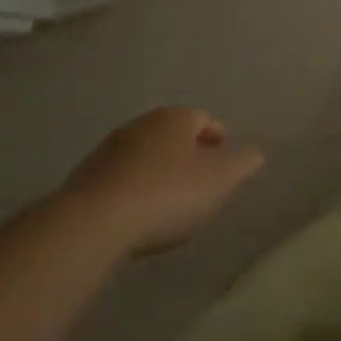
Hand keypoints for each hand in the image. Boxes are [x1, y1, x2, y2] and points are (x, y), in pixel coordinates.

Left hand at [64, 108, 264, 257]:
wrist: (93, 223)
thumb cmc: (166, 194)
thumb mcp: (219, 181)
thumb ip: (242, 164)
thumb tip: (256, 153)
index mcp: (176, 118)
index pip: (204, 119)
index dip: (216, 138)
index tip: (222, 160)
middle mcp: (142, 124)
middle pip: (172, 135)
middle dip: (186, 153)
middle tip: (197, 181)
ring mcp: (109, 149)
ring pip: (144, 154)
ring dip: (156, 170)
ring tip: (166, 201)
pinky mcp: (84, 177)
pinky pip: (119, 178)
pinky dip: (131, 189)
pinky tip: (135, 214)